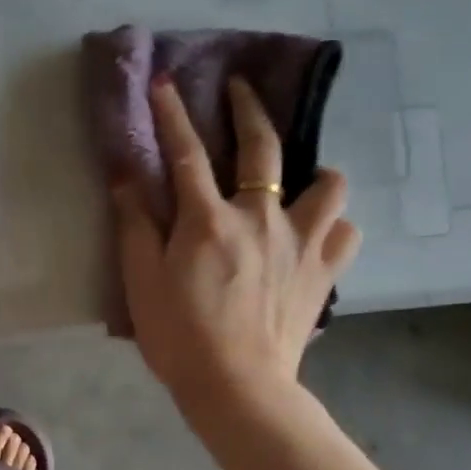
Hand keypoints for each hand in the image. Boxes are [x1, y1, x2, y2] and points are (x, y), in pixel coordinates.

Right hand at [111, 74, 359, 414]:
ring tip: (297, 181)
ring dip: (312, 172)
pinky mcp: (324, 271)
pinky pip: (345, 231)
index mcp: (208, 220)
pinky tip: (315, 234)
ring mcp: (301, 242)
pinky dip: (331, 224)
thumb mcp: (141, 280)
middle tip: (240, 88)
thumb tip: (126, 177)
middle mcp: (261, 217)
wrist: (238, 387)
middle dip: (248, 109)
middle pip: (262, 147)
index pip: (185, 153)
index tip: (164, 81)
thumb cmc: (179, 335)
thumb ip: (135, 225)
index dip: (171, 114)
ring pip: (328, 183)